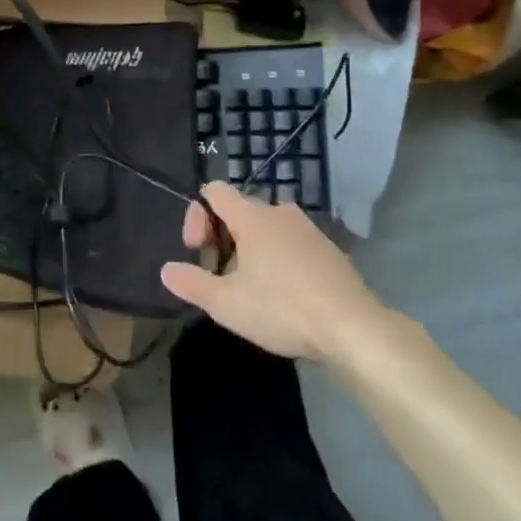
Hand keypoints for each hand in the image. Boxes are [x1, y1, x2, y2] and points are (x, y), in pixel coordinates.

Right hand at [160, 181, 385, 361]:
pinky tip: (282, 296)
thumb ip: (191, 283)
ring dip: (249, 251)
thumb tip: (166, 270)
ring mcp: (309, 230)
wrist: (354, 329)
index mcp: (252, 216)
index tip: (196, 251)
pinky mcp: (329, 251)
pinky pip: (290, 244)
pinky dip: (277, 260)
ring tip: (249, 289)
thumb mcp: (226, 304)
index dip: (196, 216)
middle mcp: (280, 213)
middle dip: (220, 239)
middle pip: (238, 210)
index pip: (214, 191)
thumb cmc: (283, 308)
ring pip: (266, 229)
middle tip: (219, 277)